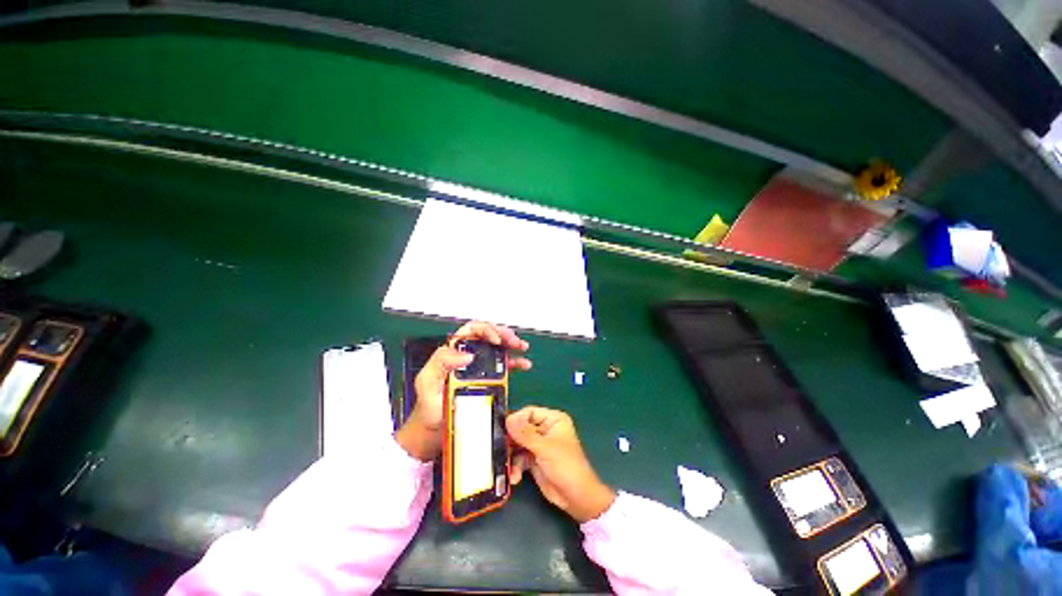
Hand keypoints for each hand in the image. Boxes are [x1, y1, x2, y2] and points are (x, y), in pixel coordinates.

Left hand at [395, 321, 530, 460]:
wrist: (433, 431)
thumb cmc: (428, 406)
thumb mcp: (427, 383)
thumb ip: (441, 363)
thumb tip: (467, 354)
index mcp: (453, 352)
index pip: (471, 331)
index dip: (486, 330)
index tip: (497, 340)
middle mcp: (468, 356)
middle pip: (488, 336)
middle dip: (503, 334)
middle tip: (514, 341)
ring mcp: (479, 367)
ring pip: (498, 347)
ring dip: (512, 344)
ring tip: (522, 347)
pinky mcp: (488, 379)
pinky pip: (503, 366)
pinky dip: (515, 362)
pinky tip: (523, 364)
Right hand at [507, 406, 615, 522]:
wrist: (576, 498)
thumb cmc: (565, 466)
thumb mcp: (544, 448)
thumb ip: (525, 434)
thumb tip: (508, 420)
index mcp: (553, 420)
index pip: (530, 412)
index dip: (516, 419)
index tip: (503, 429)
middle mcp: (546, 429)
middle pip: (522, 428)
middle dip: (512, 440)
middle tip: (499, 448)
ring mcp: (540, 445)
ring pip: (519, 444)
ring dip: (512, 457)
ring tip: (507, 467)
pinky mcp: (535, 460)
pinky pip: (520, 458)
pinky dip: (516, 467)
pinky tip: (515, 478)